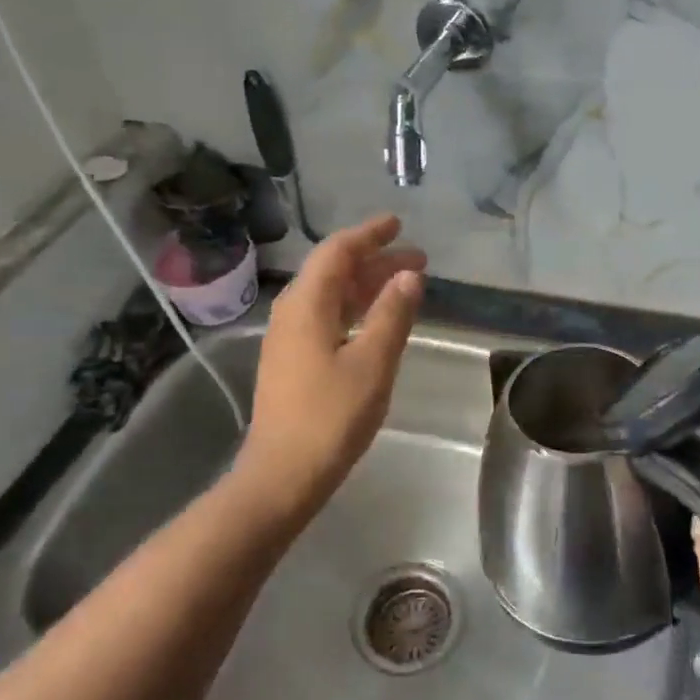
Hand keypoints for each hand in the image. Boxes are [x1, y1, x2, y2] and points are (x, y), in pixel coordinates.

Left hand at [235, 214, 425, 516]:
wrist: (282, 475)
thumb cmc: (330, 417)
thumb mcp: (372, 363)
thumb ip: (392, 314)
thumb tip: (409, 276)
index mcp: (307, 305)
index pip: (338, 251)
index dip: (369, 234)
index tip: (398, 224)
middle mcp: (292, 313)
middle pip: (334, 271)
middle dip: (376, 260)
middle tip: (418, 260)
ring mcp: (289, 338)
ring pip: (331, 296)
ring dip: (368, 286)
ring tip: (406, 286)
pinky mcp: (292, 362)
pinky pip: (327, 318)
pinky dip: (356, 310)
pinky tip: (377, 322)